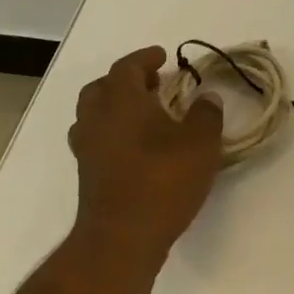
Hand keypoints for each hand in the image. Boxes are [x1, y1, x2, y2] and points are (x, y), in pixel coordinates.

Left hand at [67, 47, 224, 278]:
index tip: (162, 56)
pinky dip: (112, 133)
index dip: (144, 58)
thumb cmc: (163, 180)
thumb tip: (206, 98)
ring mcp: (87, 149)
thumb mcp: (201, 142)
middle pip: (101, 88)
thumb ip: (206, 114)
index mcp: (122, 101)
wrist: (122, 237)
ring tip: (144, 114)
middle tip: (152, 84)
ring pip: (93, 114)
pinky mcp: (87, 175)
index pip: (127, 67)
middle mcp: (97, 119)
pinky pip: (95, 139)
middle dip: (125, 81)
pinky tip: (136, 146)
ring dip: (115, 107)